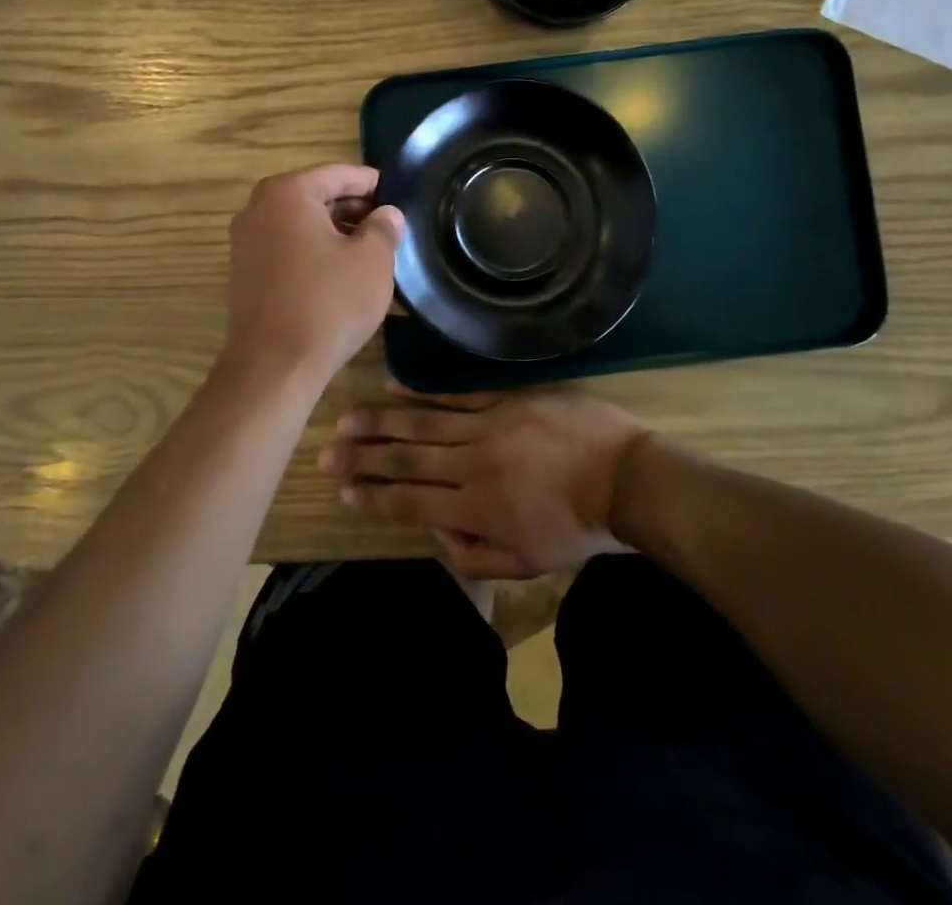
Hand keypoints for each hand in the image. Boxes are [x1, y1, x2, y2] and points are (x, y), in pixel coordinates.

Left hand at [223, 165, 402, 387]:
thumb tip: (387, 215)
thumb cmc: (328, 302)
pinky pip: (292, 255)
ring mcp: (247, 244)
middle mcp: (259, 210)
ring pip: (307, 230)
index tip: (401, 199)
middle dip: (358, 215)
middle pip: (320, 200)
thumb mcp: (372, 260)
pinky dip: (321, 261)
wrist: (274, 367)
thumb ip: (384, 227)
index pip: (340, 174)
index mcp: (287, 193)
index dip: (374, 185)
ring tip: (379, 261)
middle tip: (393, 232)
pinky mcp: (247, 276)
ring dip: (342, 242)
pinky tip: (350, 283)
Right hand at [317, 388, 647, 577]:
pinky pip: (456, 395)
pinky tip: (395, 388)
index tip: (342, 491)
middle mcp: (470, 465)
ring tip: (347, 419)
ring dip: (381, 422)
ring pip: (423, 423)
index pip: (410, 501)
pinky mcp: (505, 400)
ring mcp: (486, 426)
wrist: (626, 478)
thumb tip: (437, 534)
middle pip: (406, 459)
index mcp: (475, 509)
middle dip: (362, 458)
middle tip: (326, 453)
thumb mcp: (529, 563)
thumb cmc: (579, 527)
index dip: (373, 497)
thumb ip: (477, 555)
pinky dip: (423, 393)